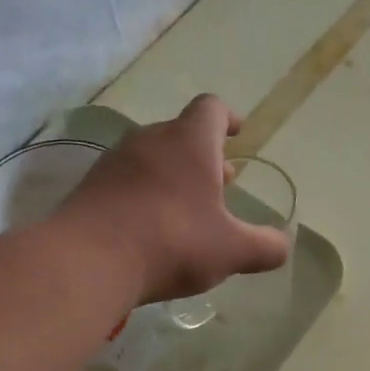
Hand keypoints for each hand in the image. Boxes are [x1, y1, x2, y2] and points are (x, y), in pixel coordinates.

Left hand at [60, 95, 290, 304]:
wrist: (88, 261)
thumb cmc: (173, 242)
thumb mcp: (232, 251)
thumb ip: (264, 247)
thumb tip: (281, 246)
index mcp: (190, 142)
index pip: (212, 109)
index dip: (229, 118)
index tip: (238, 134)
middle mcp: (151, 140)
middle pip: (182, 134)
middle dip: (205, 156)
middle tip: (223, 184)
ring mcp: (115, 161)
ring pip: (153, 157)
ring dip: (175, 175)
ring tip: (189, 209)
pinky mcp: (91, 186)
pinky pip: (128, 180)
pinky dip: (146, 193)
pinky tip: (152, 227)